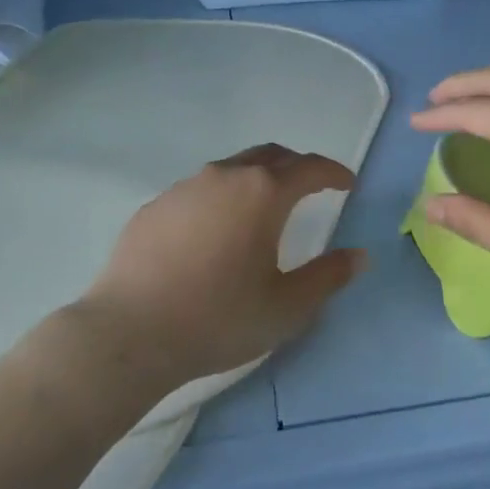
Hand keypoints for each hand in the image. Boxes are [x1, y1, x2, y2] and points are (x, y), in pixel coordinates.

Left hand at [73, 144, 363, 391]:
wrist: (130, 333)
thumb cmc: (219, 318)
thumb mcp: (286, 307)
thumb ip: (328, 277)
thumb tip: (359, 255)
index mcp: (263, 193)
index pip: (309, 168)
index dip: (333, 173)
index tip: (346, 183)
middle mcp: (225, 176)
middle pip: (271, 156)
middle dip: (297, 166)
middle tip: (311, 186)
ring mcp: (185, 187)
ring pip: (232, 169)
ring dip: (257, 179)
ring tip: (263, 208)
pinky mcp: (156, 206)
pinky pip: (200, 190)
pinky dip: (221, 198)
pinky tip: (215, 232)